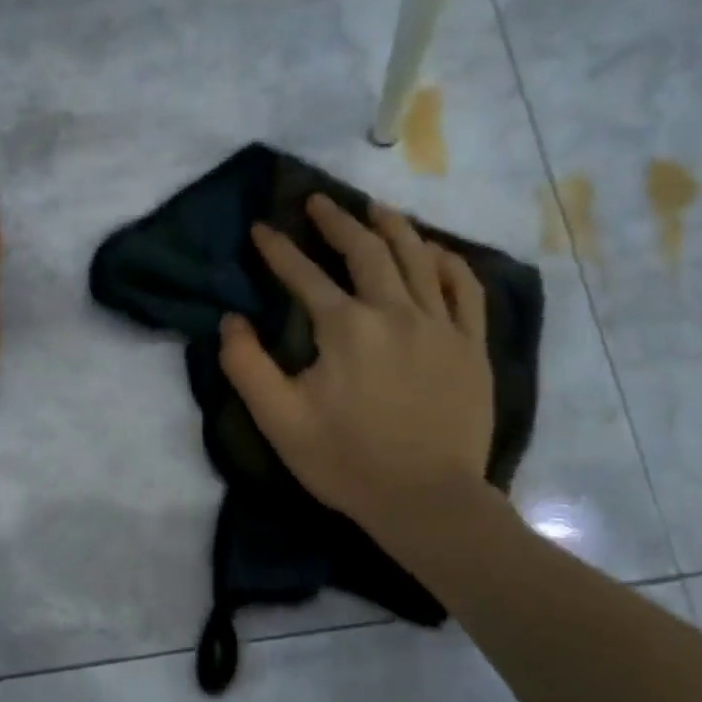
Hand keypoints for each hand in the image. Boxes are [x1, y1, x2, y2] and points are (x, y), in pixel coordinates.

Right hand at [219, 194, 506, 555]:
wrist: (426, 500)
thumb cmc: (347, 462)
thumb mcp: (280, 420)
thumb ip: (247, 366)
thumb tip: (231, 321)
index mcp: (345, 328)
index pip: (303, 275)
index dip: (278, 250)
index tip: (261, 229)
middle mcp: (394, 312)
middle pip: (365, 251)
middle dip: (336, 222)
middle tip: (318, 201)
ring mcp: (440, 326)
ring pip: (417, 257)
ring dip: (392, 227)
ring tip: (374, 209)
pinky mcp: (470, 346)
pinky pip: (464, 289)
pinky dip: (447, 262)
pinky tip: (434, 252)